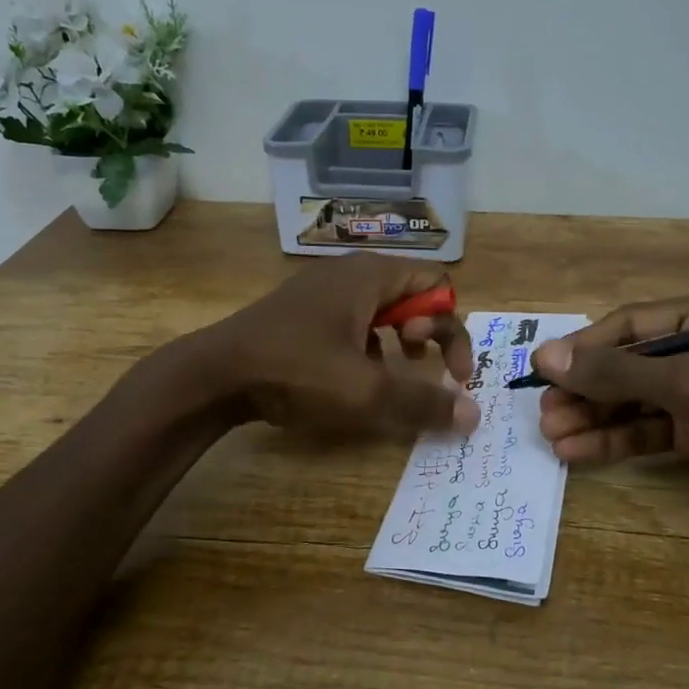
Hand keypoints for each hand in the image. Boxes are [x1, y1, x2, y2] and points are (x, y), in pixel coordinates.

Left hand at [201, 255, 479, 438]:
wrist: (214, 374)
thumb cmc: (296, 371)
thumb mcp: (366, 392)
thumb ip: (424, 402)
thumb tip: (474, 415)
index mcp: (371, 276)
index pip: (438, 284)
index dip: (452, 329)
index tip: (449, 374)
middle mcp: (350, 273)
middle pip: (412, 294)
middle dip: (428, 334)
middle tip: (417, 365)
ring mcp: (322, 291)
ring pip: (381, 309)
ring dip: (398, 341)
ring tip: (391, 373)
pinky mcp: (302, 313)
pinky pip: (352, 321)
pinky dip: (366, 346)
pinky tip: (352, 377)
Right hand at [532, 287, 688, 536]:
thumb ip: (616, 373)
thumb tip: (546, 357)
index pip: (629, 325)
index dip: (583, 348)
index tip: (540, 369)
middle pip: (626, 365)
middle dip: (584, 390)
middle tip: (543, 412)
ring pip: (632, 401)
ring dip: (592, 418)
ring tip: (551, 436)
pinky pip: (647, 430)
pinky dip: (614, 441)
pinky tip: (578, 452)